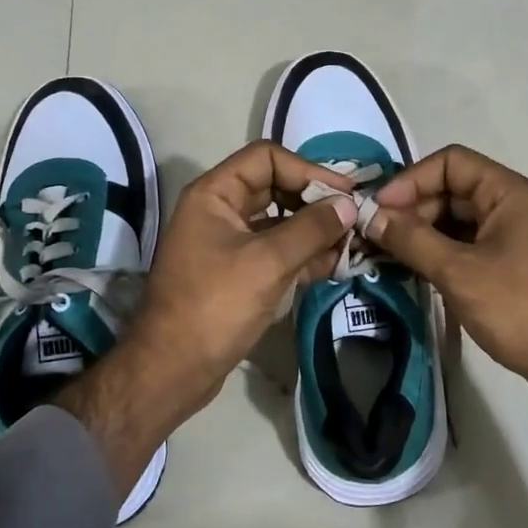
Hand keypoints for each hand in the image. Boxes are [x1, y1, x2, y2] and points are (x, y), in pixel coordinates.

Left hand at [60, 143, 355, 492]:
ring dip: (315, 230)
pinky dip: (305, 255)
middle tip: (354, 218)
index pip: (267, 158)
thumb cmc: (215, 306)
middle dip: (316, 201)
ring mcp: (230, 244)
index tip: (344, 194)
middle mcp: (220, 211)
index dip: (307, 170)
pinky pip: (277, 252)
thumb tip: (349, 205)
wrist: (173, 369)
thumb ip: (311, 229)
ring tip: (354, 242)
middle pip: (276, 188)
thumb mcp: (267, 262)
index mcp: (215, 194)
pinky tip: (337, 263)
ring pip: (280, 222)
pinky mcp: (239, 274)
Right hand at [367, 145, 527, 490]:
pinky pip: (467, 246)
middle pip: (452, 189)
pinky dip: (439, 254)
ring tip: (386, 256)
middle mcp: (512, 206)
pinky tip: (415, 272)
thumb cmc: (521, 308)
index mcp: (508, 193)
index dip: (411, 180)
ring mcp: (514, 237)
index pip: (451, 162)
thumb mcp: (459, 272)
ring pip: (457, 221)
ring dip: (422, 234)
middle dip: (412, 209)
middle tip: (376, 238)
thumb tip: (370, 217)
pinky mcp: (511, 266)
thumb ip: (412, 240)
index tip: (379, 210)